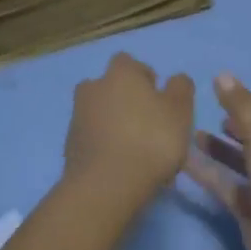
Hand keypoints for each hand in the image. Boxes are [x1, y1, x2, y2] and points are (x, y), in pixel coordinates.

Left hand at [62, 53, 195, 214]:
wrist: (106, 186)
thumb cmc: (151, 140)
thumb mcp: (181, 111)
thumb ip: (181, 88)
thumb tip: (174, 79)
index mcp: (120, 73)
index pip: (129, 63)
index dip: (144, 78)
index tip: (158, 100)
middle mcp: (93, 88)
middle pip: (109, 86)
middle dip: (124, 99)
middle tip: (145, 123)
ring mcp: (77, 117)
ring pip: (98, 112)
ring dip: (111, 122)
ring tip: (132, 147)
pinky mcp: (69, 146)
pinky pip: (90, 137)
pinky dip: (102, 144)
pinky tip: (118, 164)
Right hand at [186, 73, 250, 249]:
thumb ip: (239, 103)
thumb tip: (221, 75)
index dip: (247, 108)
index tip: (220, 101)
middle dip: (233, 129)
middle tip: (205, 120)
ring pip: (243, 164)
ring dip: (219, 151)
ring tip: (191, 136)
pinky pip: (231, 188)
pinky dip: (211, 175)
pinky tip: (185, 163)